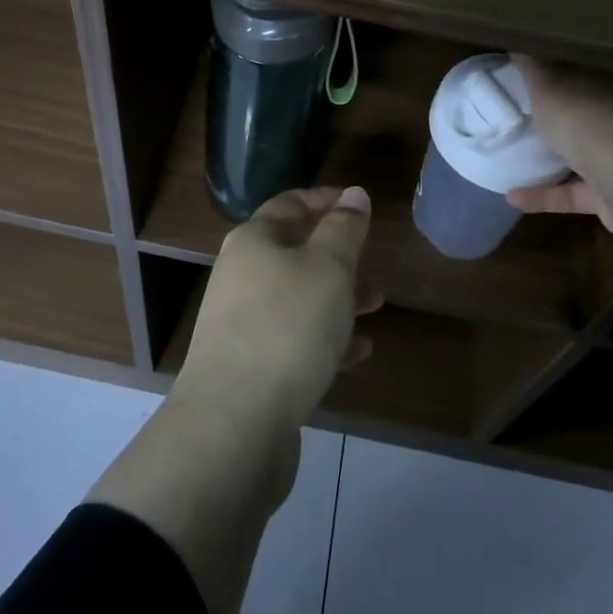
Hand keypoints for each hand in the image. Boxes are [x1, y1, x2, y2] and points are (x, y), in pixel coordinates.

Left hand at [176, 186, 381, 431]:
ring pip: (299, 297)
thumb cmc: (288, 326)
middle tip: (373, 259)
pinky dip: (326, 339)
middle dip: (337, 255)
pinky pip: (295, 341)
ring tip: (377, 304)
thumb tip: (353, 193)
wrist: (235, 421)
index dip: (324, 199)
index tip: (357, 203)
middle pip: (294, 251)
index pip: (289, 203)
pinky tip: (359, 351)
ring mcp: (242, 323)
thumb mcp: (328, 267)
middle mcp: (241, 275)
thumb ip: (344, 228)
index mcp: (253, 241)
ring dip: (338, 297)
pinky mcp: (251, 366)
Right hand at [506, 55, 612, 236]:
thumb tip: (520, 39)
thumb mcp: (547, 83)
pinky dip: (544, 196)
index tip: (539, 72)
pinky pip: (573, 193)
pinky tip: (512, 197)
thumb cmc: (585, 117)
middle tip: (527, 114)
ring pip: (586, 156)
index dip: (566, 71)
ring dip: (553, 160)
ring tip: (517, 158)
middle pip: (590, 113)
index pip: (592, 72)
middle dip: (563, 116)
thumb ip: (533, 64)